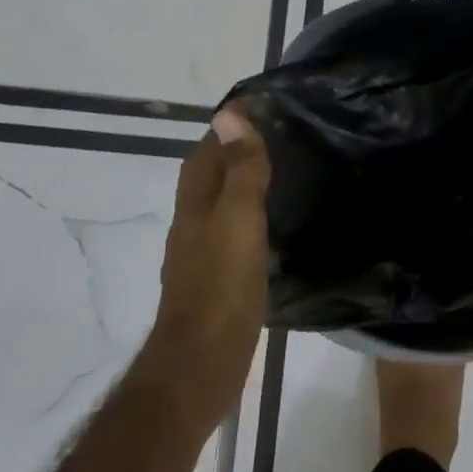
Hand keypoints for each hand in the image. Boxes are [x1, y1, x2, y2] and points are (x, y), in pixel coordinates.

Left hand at [144, 106, 271, 425]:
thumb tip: (230, 115)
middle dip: (234, 151)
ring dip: (241, 184)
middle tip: (277, 137)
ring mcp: (201, 254)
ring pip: (219, 204)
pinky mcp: (215, 281)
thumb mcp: (237, 221)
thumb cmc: (221, 288)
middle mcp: (192, 223)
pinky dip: (248, 218)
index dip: (229, 126)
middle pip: (209, 175)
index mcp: (196, 203)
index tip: (262, 106)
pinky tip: (271, 226)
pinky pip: (231, 233)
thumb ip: (238, 171)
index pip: (207, 150)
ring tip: (280, 174)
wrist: (200, 366)